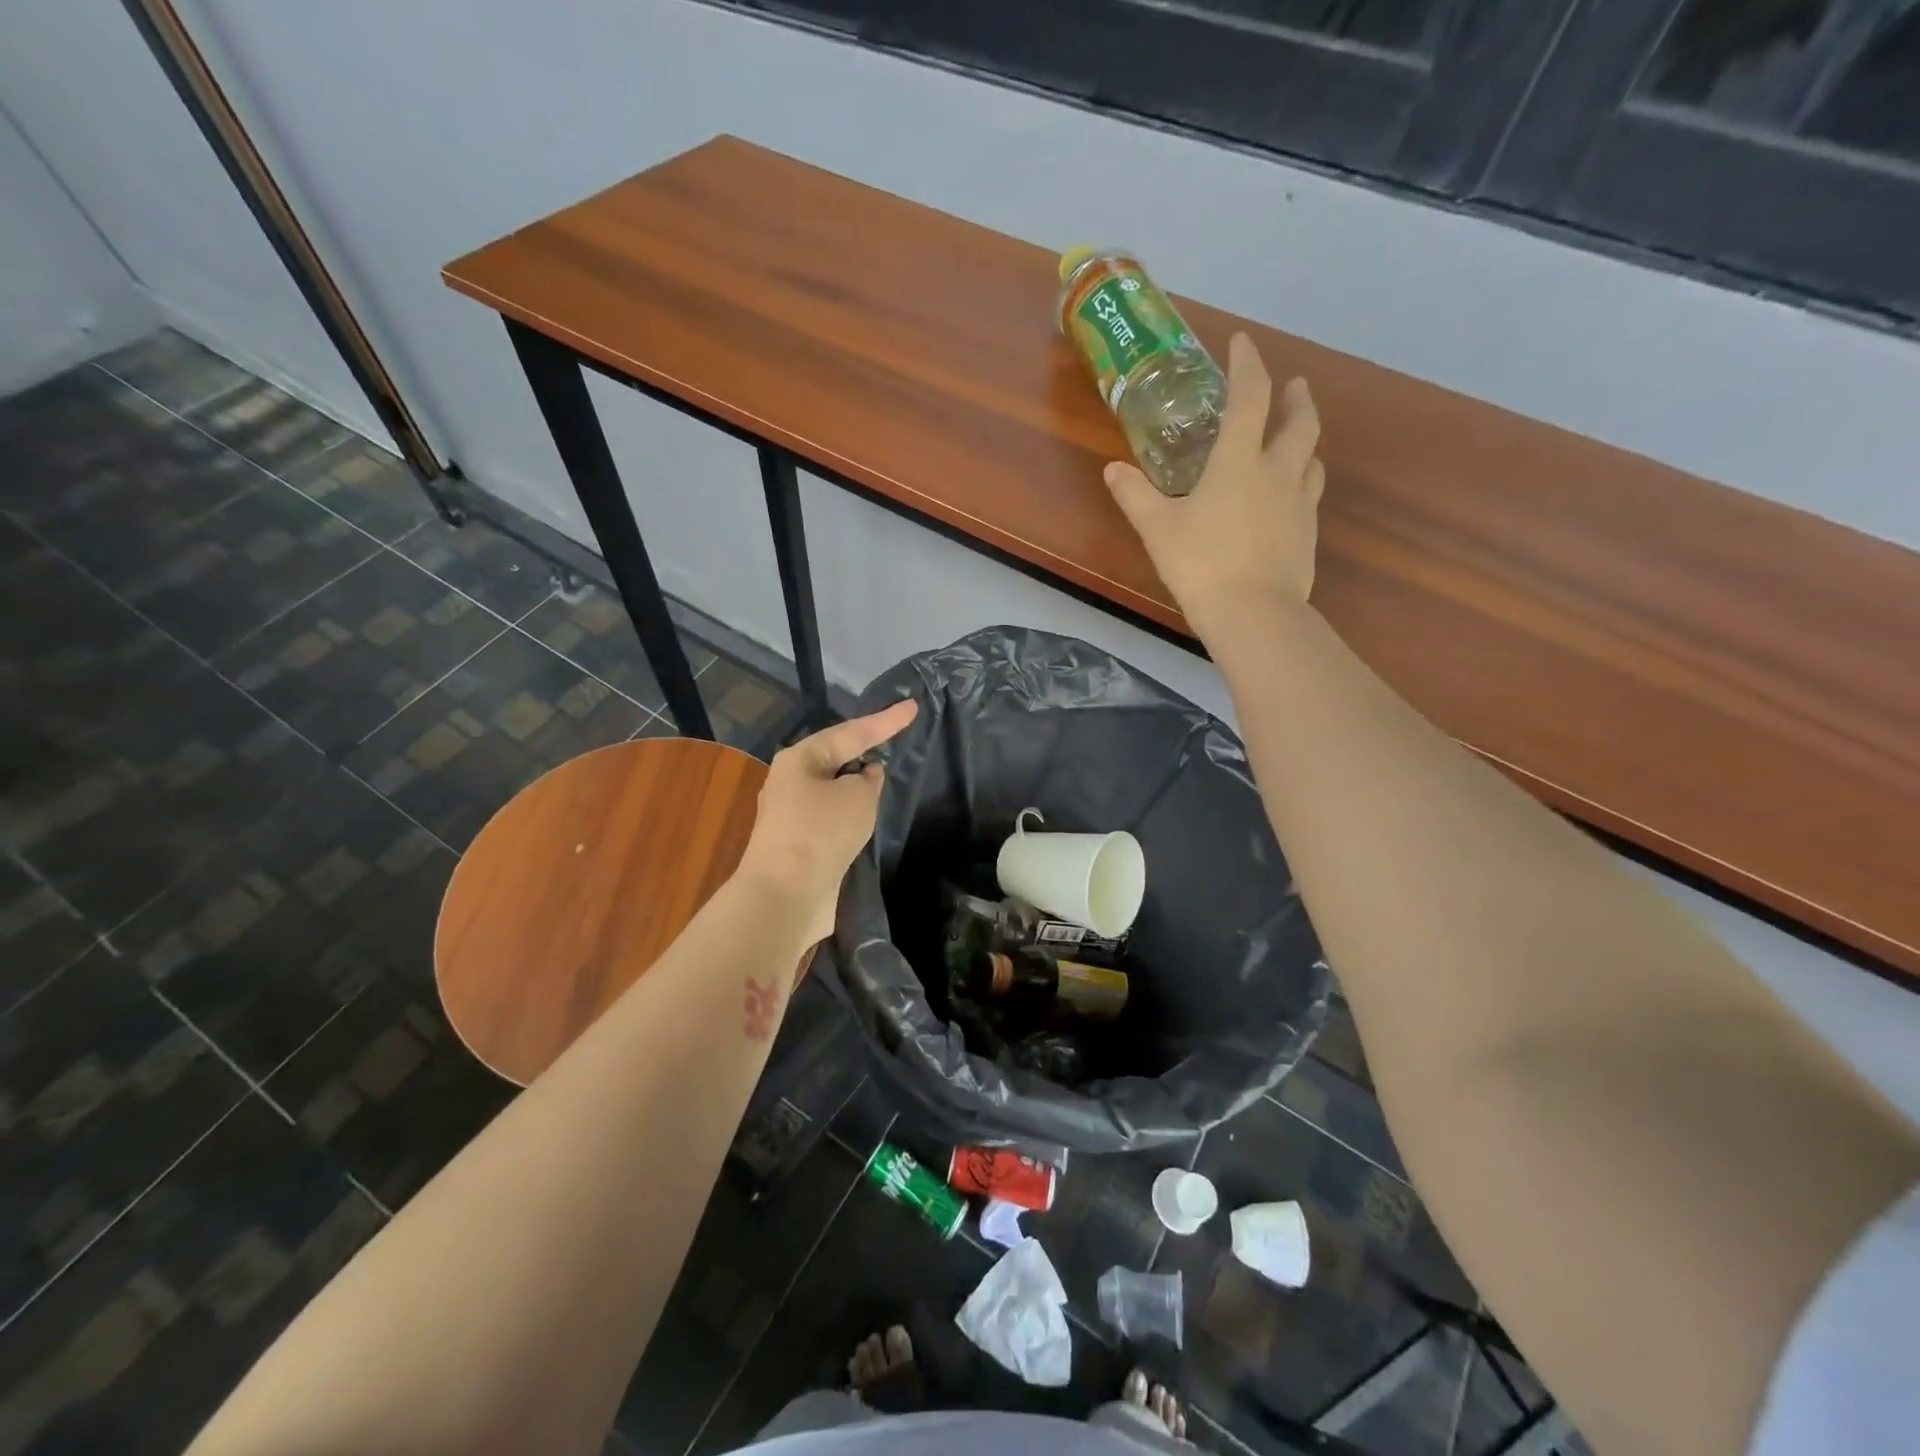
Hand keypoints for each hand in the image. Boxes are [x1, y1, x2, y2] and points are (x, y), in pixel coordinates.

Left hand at [735, 698, 919, 946]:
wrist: (785, 895)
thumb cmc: (821, 833)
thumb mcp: (857, 797)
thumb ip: (868, 780)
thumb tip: (865, 776)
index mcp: (800, 759)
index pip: (851, 732)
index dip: (885, 721)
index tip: (913, 707)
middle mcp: (791, 781)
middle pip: (837, 759)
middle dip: (865, 751)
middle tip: (896, 741)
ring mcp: (792, 815)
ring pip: (834, 791)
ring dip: (858, 788)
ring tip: (886, 781)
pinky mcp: (800, 844)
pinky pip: (832, 818)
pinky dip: (852, 814)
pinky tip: (868, 818)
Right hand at [1105, 333, 1323, 635]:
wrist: (1254, 615)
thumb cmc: (1201, 565)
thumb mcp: (1158, 530)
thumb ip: (1136, 496)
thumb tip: (1112, 470)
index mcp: (1239, 461)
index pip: (1251, 396)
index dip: (1247, 364)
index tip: (1241, 343)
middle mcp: (1277, 471)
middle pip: (1300, 421)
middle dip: (1296, 397)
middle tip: (1293, 385)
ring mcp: (1299, 503)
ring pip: (1313, 457)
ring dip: (1305, 439)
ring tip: (1295, 438)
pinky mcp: (1309, 533)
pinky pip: (1310, 493)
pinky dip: (1303, 480)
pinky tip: (1290, 495)